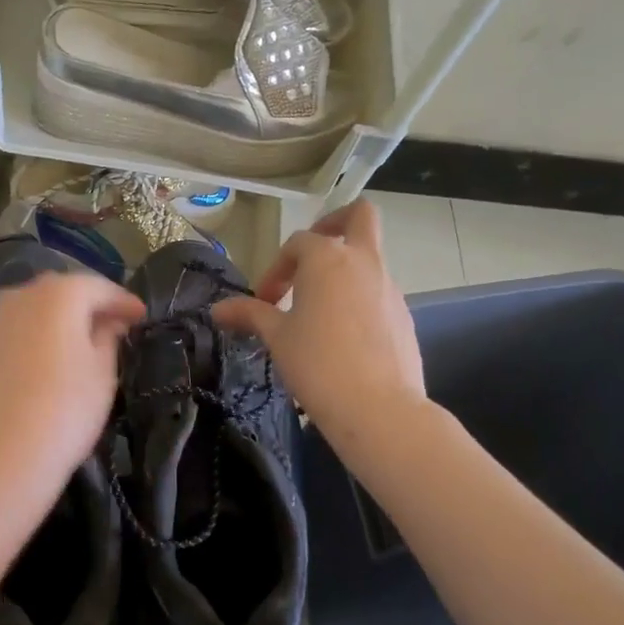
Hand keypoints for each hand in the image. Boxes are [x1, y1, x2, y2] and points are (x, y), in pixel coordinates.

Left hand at [0, 270, 143, 520]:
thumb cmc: (63, 411)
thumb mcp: (102, 375)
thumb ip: (107, 339)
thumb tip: (106, 324)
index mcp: (57, 294)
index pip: (98, 287)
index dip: (123, 301)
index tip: (140, 316)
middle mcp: (19, 297)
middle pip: (60, 292)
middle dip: (87, 306)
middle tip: (111, 326)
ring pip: (32, 312)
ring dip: (56, 322)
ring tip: (77, 346)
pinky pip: (12, 334)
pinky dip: (31, 340)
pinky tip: (42, 365)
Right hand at [213, 200, 425, 427]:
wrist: (378, 408)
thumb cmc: (318, 364)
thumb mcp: (276, 337)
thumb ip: (249, 314)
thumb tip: (218, 309)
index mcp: (327, 259)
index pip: (297, 243)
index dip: (276, 268)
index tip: (265, 302)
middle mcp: (364, 262)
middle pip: (359, 216)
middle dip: (334, 223)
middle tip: (311, 254)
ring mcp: (389, 287)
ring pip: (370, 257)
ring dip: (343, 270)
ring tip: (318, 311)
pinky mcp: (404, 315)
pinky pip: (378, 292)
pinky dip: (359, 299)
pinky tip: (342, 337)